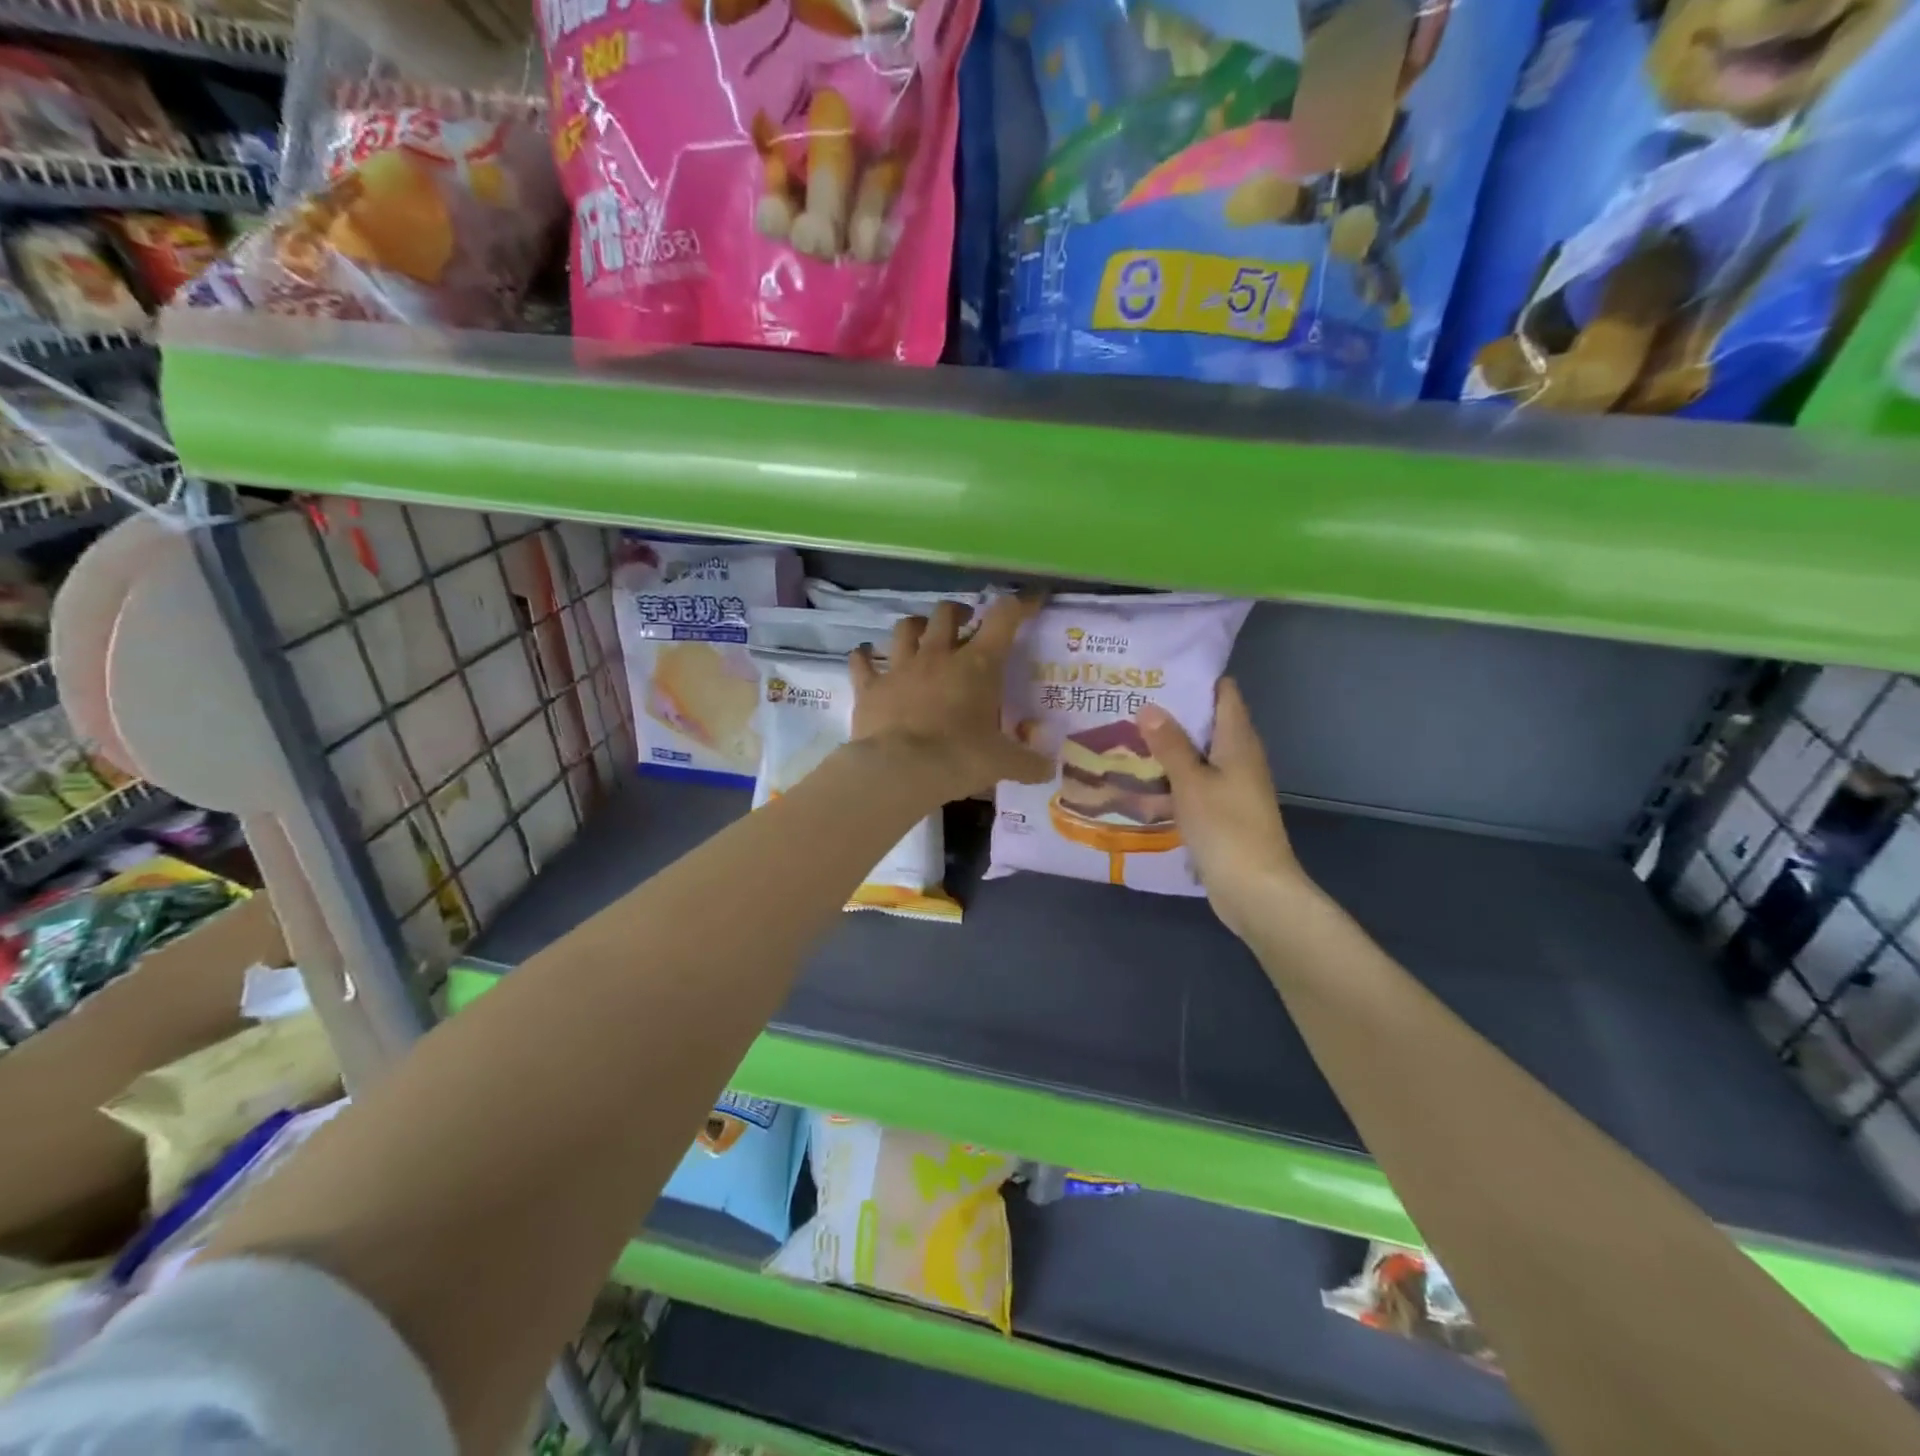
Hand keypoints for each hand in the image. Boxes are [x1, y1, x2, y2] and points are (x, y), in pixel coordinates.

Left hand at [850, 594, 1052, 802]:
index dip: (1020, 604)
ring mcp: (900, 668)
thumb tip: (1049, 769)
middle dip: (958, 611)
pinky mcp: (870, 686)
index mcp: (977, 665)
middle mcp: (938, 656)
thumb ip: (1028, 763)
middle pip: (946, 613)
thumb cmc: (959, 758)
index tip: (1030, 601)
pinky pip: (861, 661)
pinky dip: (864, 657)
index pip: (1004, 618)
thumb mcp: (1002, 763)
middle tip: (965, 622)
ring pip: (905, 628)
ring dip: (915, 626)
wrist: (900, 770)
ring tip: (921, 634)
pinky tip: (864, 657)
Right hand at [1137, 678, 1309, 939]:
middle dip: (1174, 710)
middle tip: (1131, 700)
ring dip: (1170, 745)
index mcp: (1239, 741)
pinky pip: (1196, 781)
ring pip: (1199, 753)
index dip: (1196, 678)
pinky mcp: (1223, 810)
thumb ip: (1170, 745)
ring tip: (1128, 733)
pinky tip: (1143, 777)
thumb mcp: (1191, 782)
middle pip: (1209, 721)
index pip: (1224, 693)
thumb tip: (1149, 706)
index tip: (1158, 670)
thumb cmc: (1226, 828)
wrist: (1254, 889)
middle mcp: (1240, 757)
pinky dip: (1174, 774)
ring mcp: (1233, 786)